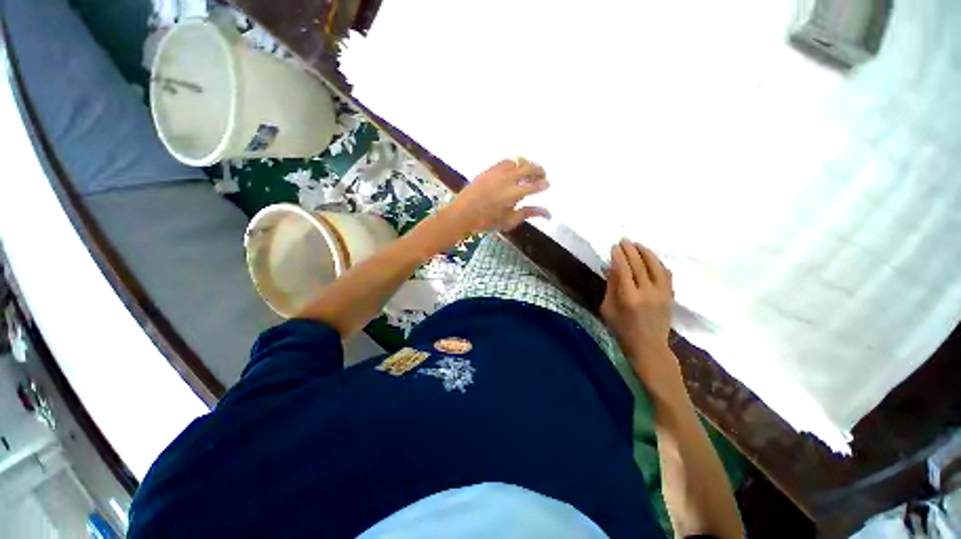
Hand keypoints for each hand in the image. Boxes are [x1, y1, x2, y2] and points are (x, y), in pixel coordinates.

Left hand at [440, 158, 550, 238]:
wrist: (463, 214)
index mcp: (512, 195)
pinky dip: (514, 163)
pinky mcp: (488, 170)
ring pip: (516, 161)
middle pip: (527, 168)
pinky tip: (515, 168)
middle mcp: (506, 180)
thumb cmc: (487, 222)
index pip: (533, 186)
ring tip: (530, 169)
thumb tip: (548, 213)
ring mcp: (496, 172)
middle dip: (538, 170)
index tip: (547, 184)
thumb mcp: (509, 221)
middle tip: (543, 174)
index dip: (543, 184)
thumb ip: (529, 213)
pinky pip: (505, 161)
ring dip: (526, 163)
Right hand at [601, 239, 674, 363]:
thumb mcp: (607, 309)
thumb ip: (610, 287)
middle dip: (631, 250)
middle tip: (624, 239)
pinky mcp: (670, 295)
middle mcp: (647, 292)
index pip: (623, 269)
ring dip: (646, 252)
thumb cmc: (621, 329)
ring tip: (637, 244)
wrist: (649, 346)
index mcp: (628, 297)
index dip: (618, 256)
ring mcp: (662, 293)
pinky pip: (665, 273)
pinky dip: (657, 262)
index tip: (614, 246)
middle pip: (639, 264)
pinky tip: (651, 258)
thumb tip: (610, 267)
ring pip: (655, 266)